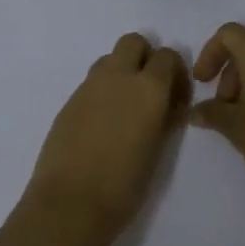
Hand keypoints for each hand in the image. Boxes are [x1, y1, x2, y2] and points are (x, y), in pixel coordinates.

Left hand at [25, 33, 191, 237]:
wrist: (70, 203)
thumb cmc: (123, 185)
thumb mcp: (158, 151)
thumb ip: (164, 119)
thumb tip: (167, 107)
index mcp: (148, 88)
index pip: (168, 56)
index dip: (176, 74)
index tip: (176, 99)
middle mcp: (118, 76)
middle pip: (134, 42)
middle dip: (145, 58)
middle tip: (149, 92)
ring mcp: (89, 86)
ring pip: (110, 59)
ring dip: (122, 72)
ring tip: (125, 108)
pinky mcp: (69, 101)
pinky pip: (92, 82)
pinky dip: (102, 92)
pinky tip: (102, 124)